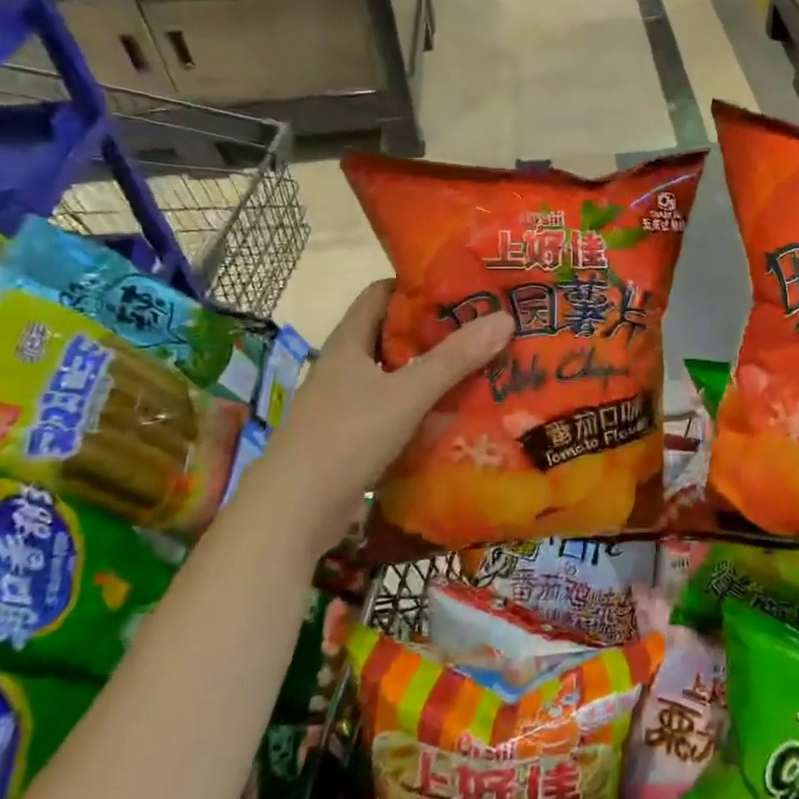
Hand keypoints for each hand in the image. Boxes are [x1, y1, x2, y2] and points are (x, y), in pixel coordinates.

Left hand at [259, 280, 513, 550]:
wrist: (292, 514)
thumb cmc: (344, 439)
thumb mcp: (406, 394)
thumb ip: (454, 358)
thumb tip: (505, 318)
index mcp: (349, 342)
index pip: (381, 293)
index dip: (418, 284)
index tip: (462, 286)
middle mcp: (346, 366)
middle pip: (395, 333)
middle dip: (437, 329)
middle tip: (484, 326)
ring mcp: (348, 403)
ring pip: (398, 374)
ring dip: (434, 370)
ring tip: (482, 364)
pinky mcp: (355, 436)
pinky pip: (397, 408)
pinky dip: (425, 405)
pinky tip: (457, 411)